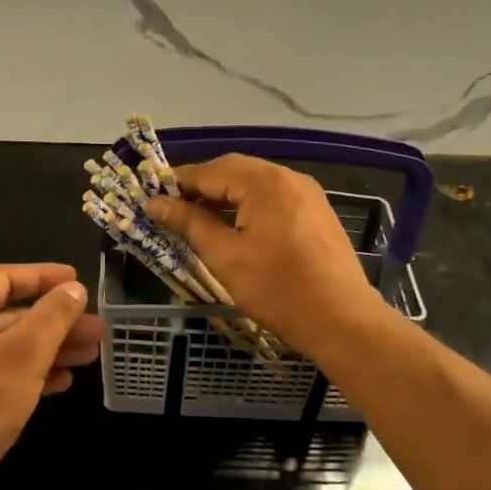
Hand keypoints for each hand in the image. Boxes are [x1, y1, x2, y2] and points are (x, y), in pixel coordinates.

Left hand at [0, 264, 101, 489]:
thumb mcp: (24, 354)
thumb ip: (52, 316)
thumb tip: (73, 288)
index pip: (4, 278)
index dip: (44, 277)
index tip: (79, 281)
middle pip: (9, 315)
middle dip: (56, 322)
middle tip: (97, 331)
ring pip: (6, 348)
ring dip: (48, 350)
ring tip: (90, 357)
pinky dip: (28, 374)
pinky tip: (61, 383)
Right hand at [145, 155, 386, 357]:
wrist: (340, 319)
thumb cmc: (277, 288)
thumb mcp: (225, 256)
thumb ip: (189, 223)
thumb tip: (154, 203)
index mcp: (264, 183)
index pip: (209, 171)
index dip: (177, 183)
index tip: (150, 197)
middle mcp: (288, 177)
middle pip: (234, 170)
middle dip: (200, 186)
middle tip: (171, 208)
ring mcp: (307, 193)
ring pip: (255, 183)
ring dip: (224, 195)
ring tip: (198, 219)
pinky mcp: (316, 212)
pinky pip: (273, 197)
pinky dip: (248, 204)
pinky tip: (235, 227)